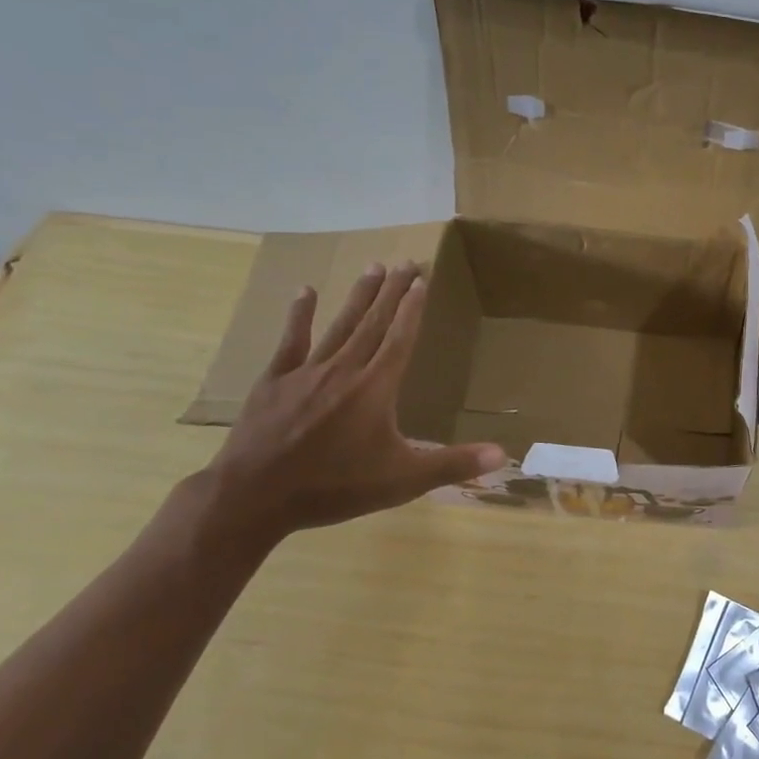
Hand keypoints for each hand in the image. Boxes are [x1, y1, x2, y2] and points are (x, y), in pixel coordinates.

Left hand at [202, 262, 505, 539]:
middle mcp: (345, 370)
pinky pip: (291, 341)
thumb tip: (502, 455)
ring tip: (373, 267)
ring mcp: (306, 372)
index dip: (412, 309)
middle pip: (374, 323)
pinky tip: (306, 291)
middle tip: (405, 261)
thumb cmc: (335, 487)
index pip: (400, 339)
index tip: (422, 280)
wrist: (255, 496)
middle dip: (392, 291)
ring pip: (340, 325)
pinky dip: (299, 315)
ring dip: (359, 296)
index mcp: (376, 388)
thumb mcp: (403, 480)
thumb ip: (452, 464)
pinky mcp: (274, 381)